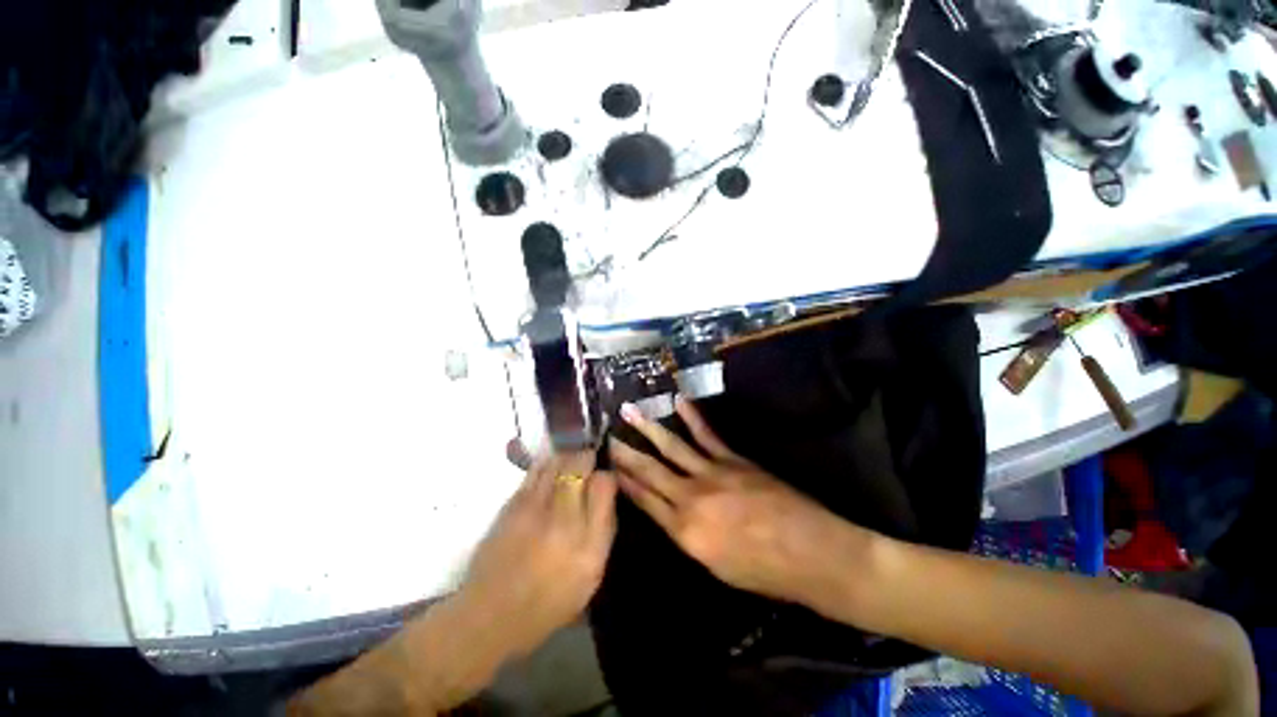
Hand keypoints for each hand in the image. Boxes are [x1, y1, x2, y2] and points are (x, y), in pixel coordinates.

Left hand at [460, 451, 617, 656]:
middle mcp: (563, 522)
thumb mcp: (591, 577)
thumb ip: (603, 532)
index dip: (607, 476)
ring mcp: (534, 509)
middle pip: (580, 466)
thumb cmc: (547, 603)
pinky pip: (537, 469)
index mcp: (588, 546)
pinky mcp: (512, 504)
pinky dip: (549, 464)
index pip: (604, 486)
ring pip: (558, 461)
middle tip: (589, 464)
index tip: (605, 480)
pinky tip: (552, 471)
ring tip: (571, 465)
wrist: (489, 615)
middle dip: (588, 458)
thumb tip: (606, 494)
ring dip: (569, 458)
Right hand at [605, 397, 857, 609]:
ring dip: (648, 428)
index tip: (607, 465)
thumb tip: (670, 513)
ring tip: (629, 410)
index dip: (624, 482)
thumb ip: (688, 536)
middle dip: (626, 453)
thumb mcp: (715, 567)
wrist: (811, 553)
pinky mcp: (733, 460)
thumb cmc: (764, 572)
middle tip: (607, 435)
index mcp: (685, 532)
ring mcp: (712, 473)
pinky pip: (707, 435)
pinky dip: (692, 417)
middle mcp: (691, 499)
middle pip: (651, 471)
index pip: (644, 501)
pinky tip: (678, 401)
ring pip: (672, 447)